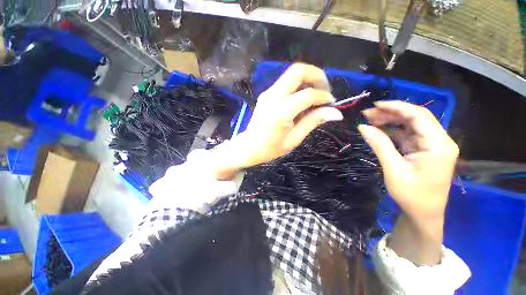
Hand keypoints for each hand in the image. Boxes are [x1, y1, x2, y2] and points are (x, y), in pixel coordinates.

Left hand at [213, 63, 342, 179]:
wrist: (249, 147)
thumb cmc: (271, 148)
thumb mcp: (294, 138)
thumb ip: (313, 121)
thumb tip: (335, 112)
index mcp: (281, 110)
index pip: (308, 94)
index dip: (323, 96)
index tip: (331, 103)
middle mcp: (273, 96)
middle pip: (297, 71)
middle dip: (316, 75)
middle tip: (325, 89)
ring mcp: (268, 93)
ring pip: (291, 74)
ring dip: (307, 79)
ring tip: (316, 94)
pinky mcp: (266, 94)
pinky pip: (285, 82)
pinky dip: (298, 85)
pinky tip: (302, 98)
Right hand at [358, 101, 458, 264]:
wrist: (424, 214)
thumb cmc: (411, 195)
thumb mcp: (393, 169)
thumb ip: (380, 145)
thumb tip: (363, 127)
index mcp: (438, 145)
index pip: (419, 116)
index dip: (397, 107)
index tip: (375, 105)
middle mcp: (439, 141)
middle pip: (415, 118)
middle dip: (390, 113)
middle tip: (367, 114)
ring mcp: (432, 145)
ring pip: (410, 125)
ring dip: (390, 121)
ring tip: (370, 120)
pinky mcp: (424, 150)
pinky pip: (407, 134)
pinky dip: (392, 131)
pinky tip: (379, 130)